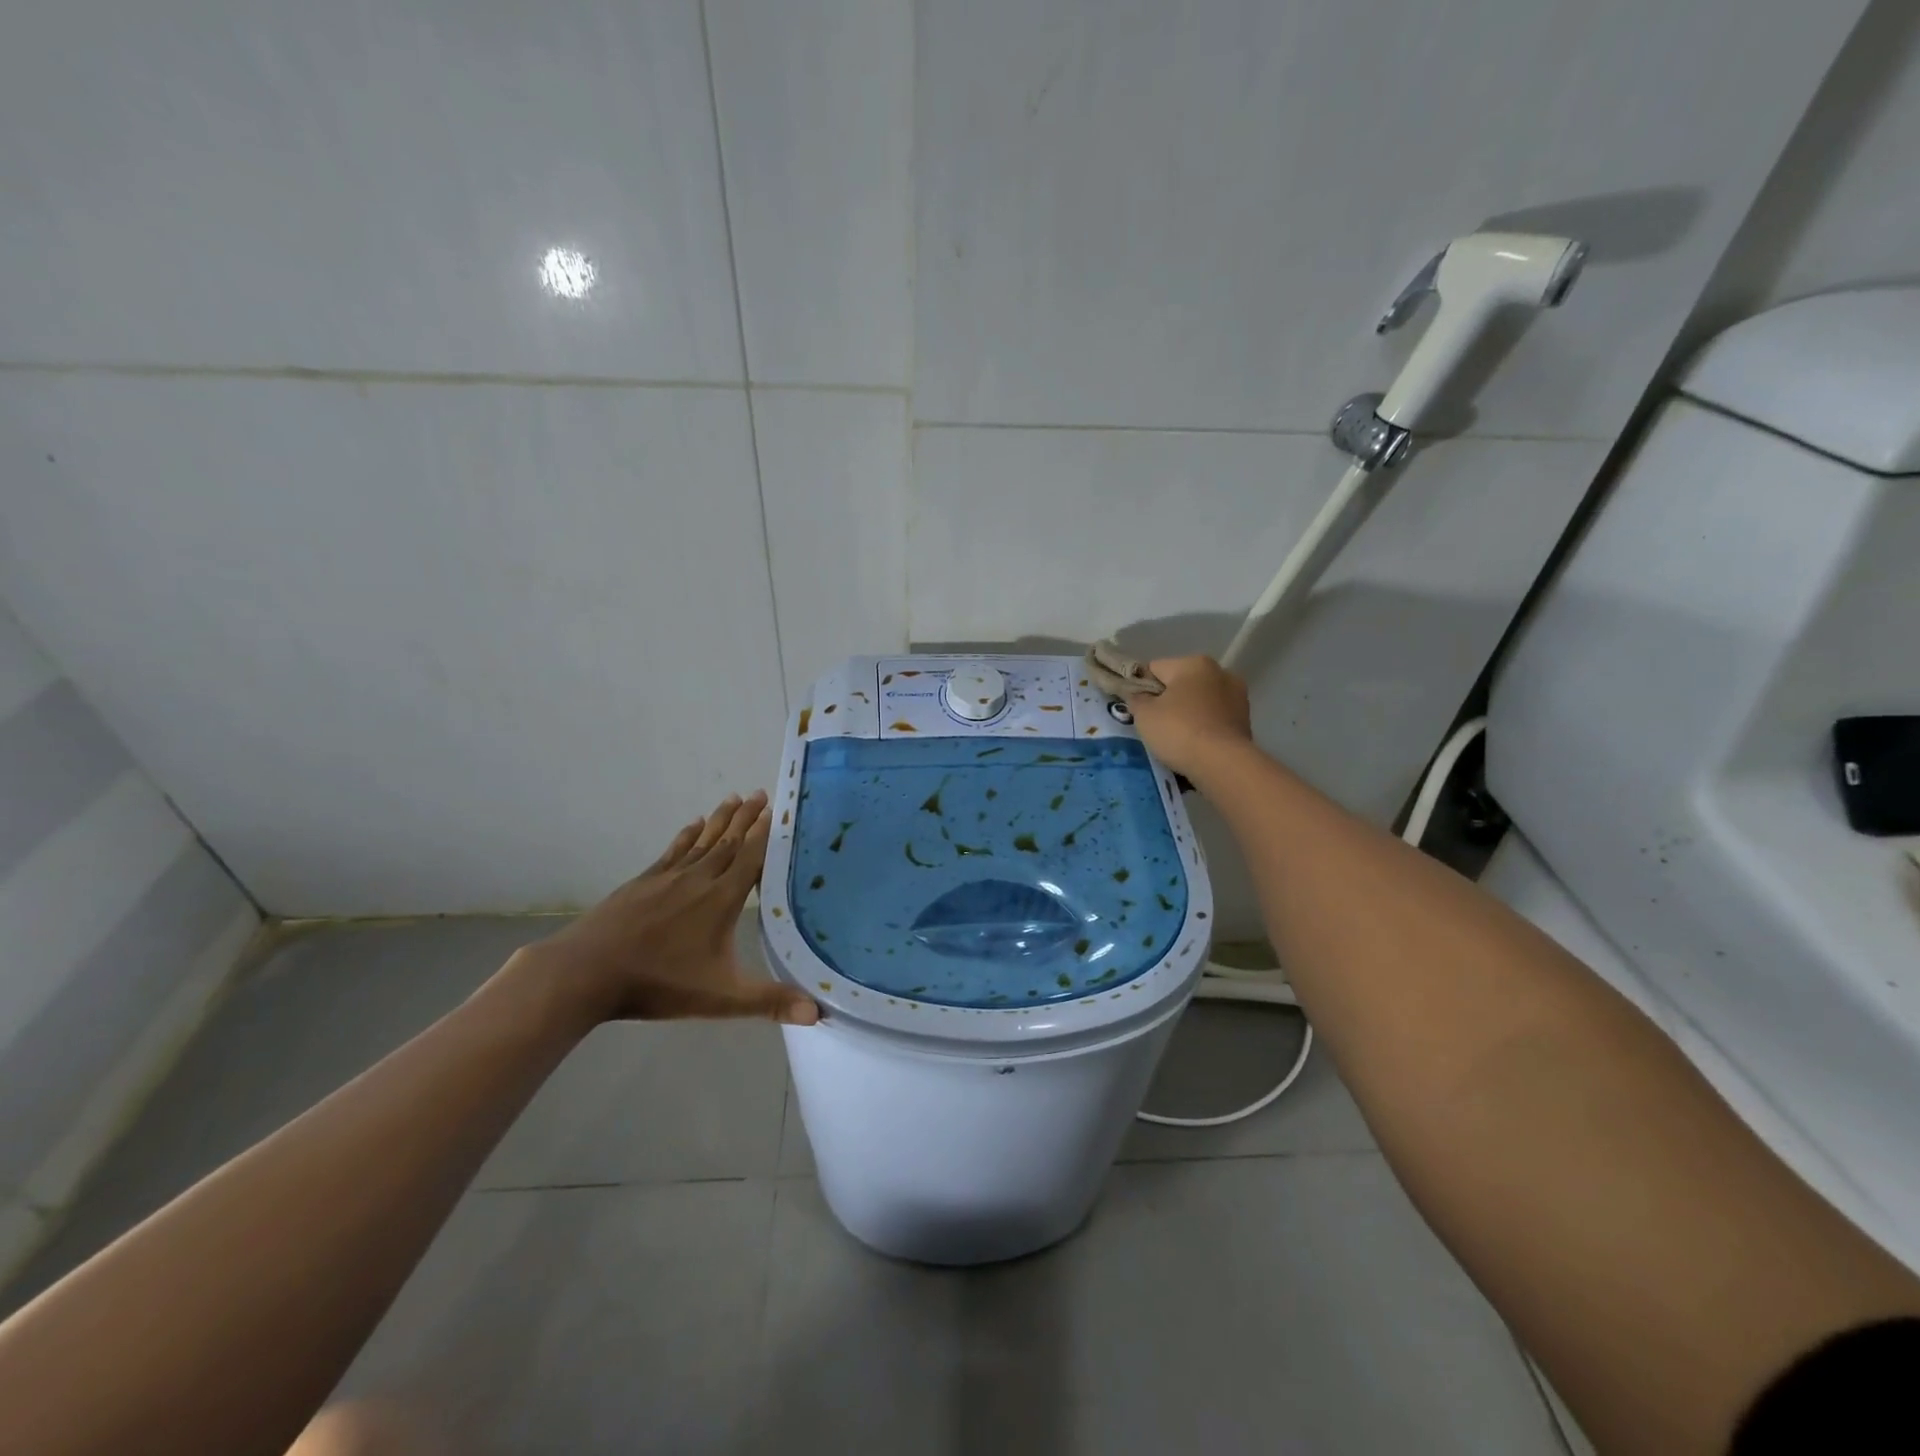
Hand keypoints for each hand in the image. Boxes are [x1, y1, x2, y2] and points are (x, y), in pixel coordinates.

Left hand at [518, 792, 819, 1026]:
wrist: (588, 971)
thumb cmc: (660, 982)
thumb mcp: (721, 998)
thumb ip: (770, 1001)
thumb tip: (819, 1013)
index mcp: (722, 899)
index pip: (751, 857)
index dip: (766, 834)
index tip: (778, 810)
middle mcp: (699, 878)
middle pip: (729, 841)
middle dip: (747, 818)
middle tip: (761, 793)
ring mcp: (668, 877)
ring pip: (703, 840)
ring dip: (721, 819)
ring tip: (734, 798)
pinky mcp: (643, 882)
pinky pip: (673, 850)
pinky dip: (687, 835)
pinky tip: (692, 824)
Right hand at [1126, 655, 1253, 778]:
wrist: (1223, 764)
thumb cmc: (1179, 731)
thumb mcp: (1144, 714)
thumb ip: (1136, 699)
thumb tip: (1138, 695)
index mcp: (1194, 663)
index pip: (1155, 668)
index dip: (1141, 687)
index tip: (1136, 709)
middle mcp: (1220, 672)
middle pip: (1181, 683)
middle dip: (1168, 700)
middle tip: (1154, 725)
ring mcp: (1237, 696)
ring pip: (1200, 701)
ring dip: (1188, 713)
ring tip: (1175, 738)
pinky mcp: (1246, 720)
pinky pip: (1214, 718)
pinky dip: (1203, 727)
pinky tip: (1194, 745)